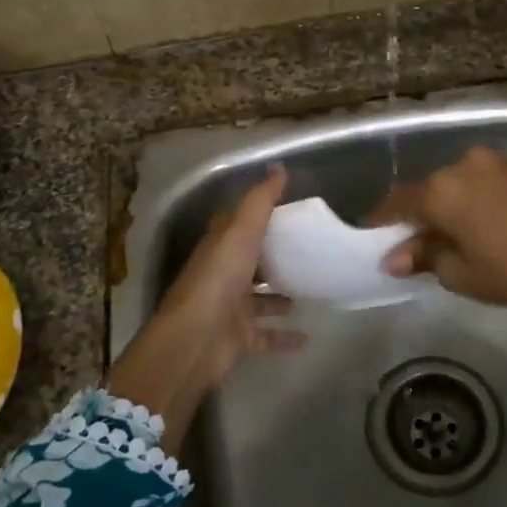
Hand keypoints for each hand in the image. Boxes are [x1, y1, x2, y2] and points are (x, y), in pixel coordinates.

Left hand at [107, 168, 298, 451]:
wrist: (196, 338)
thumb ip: (260, 201)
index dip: (258, 217)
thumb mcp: (242, 231)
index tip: (289, 212)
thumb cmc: (219, 278)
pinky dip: (285, 337)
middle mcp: (223, 276)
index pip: (237, 226)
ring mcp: (230, 308)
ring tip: (310, 289)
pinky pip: (266, 336)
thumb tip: (279, 168)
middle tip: (307, 252)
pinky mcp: (239, 337)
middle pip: (250, 263)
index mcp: (220, 247)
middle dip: (273, 258)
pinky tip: (308, 336)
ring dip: (280, 297)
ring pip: (259, 300)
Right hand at [373, 147, 506, 311]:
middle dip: (413, 217)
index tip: (372, 241)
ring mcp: (489, 162)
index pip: (397, 203)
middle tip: (409, 248)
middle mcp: (460, 165)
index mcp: (441, 190)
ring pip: (450, 185)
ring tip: (443, 239)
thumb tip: (393, 258)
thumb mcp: (460, 273)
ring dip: (440, 207)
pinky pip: (473, 182)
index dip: (381, 223)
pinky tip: (470, 225)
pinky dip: (464, 200)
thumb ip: (423, 257)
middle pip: (424, 191)